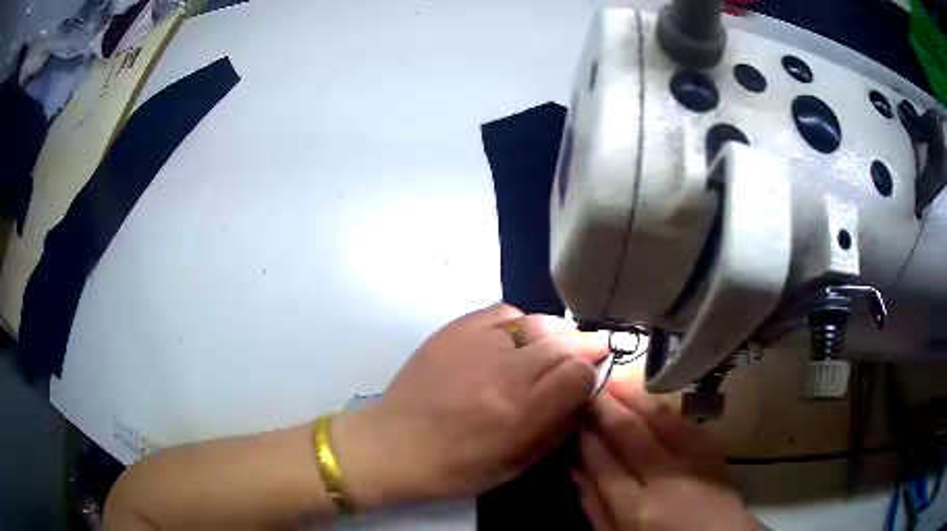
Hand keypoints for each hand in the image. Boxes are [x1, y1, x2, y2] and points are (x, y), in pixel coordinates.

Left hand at [332, 303, 607, 508]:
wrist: (393, 444)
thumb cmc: (454, 468)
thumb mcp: (515, 466)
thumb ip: (556, 431)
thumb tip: (582, 398)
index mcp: (520, 412)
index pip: (578, 374)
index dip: (591, 374)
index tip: (592, 378)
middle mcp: (504, 372)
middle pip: (563, 345)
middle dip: (585, 347)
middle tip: (595, 349)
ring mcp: (477, 344)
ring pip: (537, 324)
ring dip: (558, 333)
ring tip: (563, 341)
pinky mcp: (455, 330)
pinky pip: (504, 312)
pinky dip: (521, 323)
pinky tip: (519, 337)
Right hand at [572, 374, 757, 530]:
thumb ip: (596, 507)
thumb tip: (576, 471)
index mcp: (637, 509)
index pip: (605, 464)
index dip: (587, 438)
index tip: (575, 419)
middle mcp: (666, 480)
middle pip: (632, 435)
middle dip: (608, 408)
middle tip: (590, 390)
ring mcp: (694, 463)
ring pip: (662, 421)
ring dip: (637, 399)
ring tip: (617, 383)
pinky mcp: (714, 453)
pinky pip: (688, 424)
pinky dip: (667, 409)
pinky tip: (653, 400)